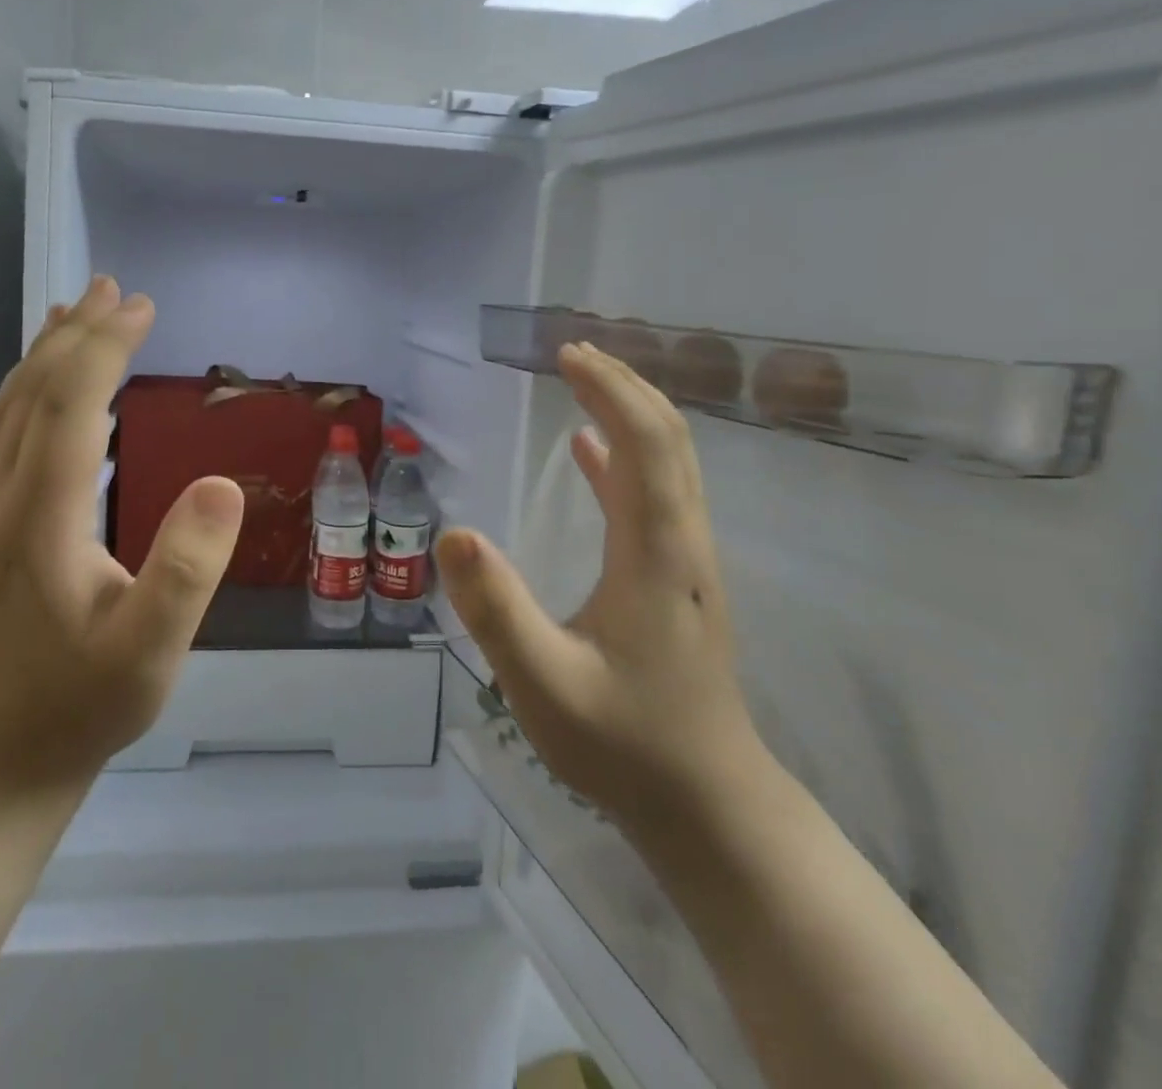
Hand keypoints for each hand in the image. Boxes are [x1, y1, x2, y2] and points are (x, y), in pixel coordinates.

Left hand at [0, 277, 244, 788]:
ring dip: (48, 352)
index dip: (105, 348)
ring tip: (78, 309)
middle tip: (119, 290)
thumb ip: (186, 570)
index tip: (144, 308)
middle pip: (34, 391)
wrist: (2, 755)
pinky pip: (7, 430)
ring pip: (13, 407)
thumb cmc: (83, 705)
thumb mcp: (150, 651)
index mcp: (42, 517)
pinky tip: (52, 384)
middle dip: (79, 334)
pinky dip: (32, 388)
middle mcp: (6, 497)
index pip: (70, 405)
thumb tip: (224, 484)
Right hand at [436, 341, 762, 830]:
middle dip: (624, 386)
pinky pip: (654, 497)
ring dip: (629, 413)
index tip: (566, 356)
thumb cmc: (625, 745)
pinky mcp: (675, 579)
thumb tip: (452, 534)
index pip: (644, 444)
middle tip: (573, 353)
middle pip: (668, 439)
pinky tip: (587, 453)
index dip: (608, 391)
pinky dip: (624, 459)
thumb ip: (496, 610)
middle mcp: (681, 542)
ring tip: (582, 382)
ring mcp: (684, 561)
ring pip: (669, 464)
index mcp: (655, 553)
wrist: (708, 807)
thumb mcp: (543, 685)